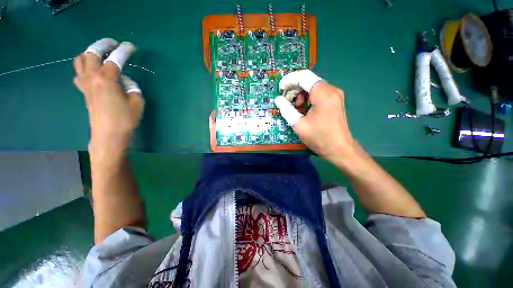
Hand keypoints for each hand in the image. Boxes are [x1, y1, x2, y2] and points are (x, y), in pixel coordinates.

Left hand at [73, 38, 143, 156]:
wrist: (108, 135)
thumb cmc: (125, 119)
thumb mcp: (137, 102)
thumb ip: (132, 87)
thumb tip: (123, 81)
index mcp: (106, 80)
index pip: (115, 59)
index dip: (124, 51)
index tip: (130, 46)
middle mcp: (92, 78)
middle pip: (91, 53)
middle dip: (102, 45)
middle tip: (113, 45)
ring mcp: (85, 85)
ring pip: (80, 61)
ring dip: (90, 54)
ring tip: (101, 56)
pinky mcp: (83, 92)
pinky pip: (79, 74)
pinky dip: (84, 68)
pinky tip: (93, 73)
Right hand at [275, 70, 355, 165]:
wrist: (339, 149)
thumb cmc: (319, 138)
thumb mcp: (299, 124)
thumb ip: (286, 109)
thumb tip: (278, 99)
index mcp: (323, 94)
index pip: (303, 77)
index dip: (289, 80)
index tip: (280, 89)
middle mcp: (331, 90)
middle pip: (308, 80)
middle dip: (294, 88)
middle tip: (285, 100)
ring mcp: (334, 95)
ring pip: (312, 87)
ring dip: (300, 94)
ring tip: (294, 108)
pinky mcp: (334, 101)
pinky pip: (317, 93)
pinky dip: (307, 98)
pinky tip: (303, 109)